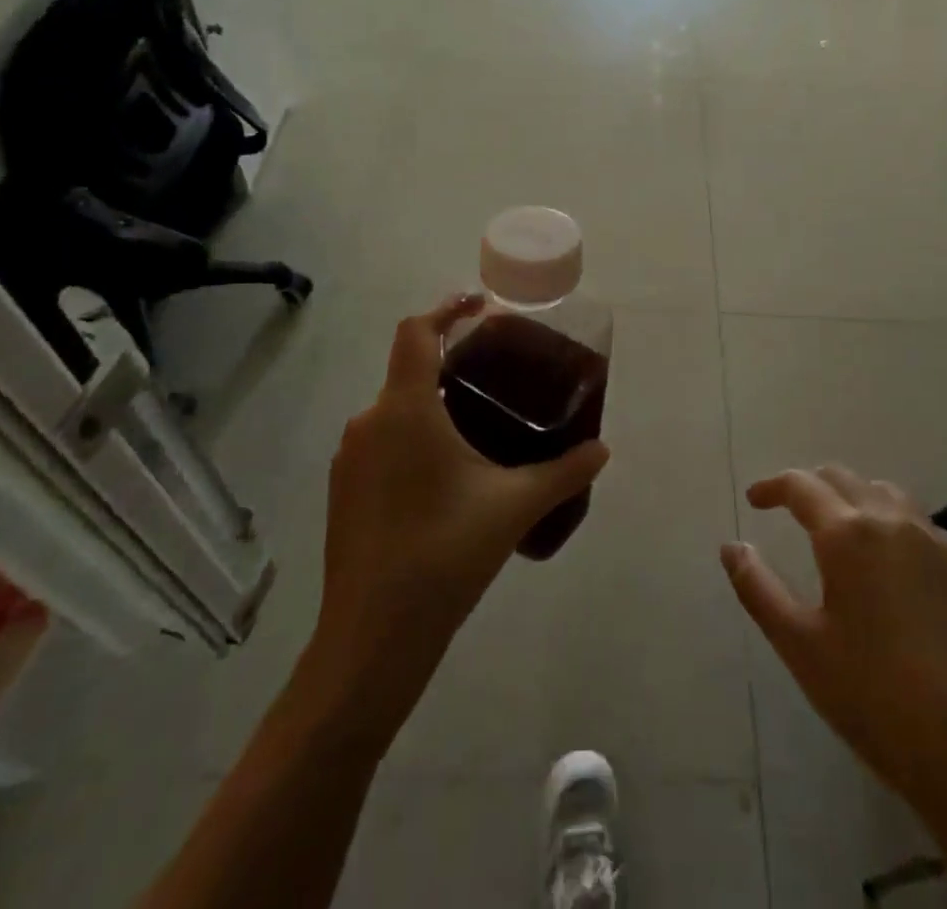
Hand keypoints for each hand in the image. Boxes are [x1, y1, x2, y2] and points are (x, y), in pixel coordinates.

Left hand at [298, 295, 609, 742]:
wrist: (370, 641)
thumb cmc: (444, 555)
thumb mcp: (514, 506)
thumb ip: (564, 471)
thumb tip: (603, 449)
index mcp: (405, 409)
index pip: (417, 332)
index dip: (447, 308)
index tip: (481, 306)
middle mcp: (369, 422)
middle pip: (408, 368)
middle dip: (450, 361)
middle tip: (497, 373)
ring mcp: (350, 460)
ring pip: (395, 409)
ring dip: (432, 402)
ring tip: (478, 421)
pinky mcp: (343, 492)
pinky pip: (383, 442)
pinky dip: (414, 436)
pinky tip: (447, 473)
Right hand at [721, 465, 946, 810]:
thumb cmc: (875, 698)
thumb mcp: (800, 646)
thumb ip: (759, 588)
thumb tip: (731, 547)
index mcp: (848, 533)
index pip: (802, 485)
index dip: (773, 486)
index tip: (755, 500)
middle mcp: (894, 521)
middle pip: (844, 479)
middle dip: (811, 486)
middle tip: (791, 511)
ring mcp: (939, 542)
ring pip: (887, 495)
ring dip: (855, 499)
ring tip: (842, 530)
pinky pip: (923, 526)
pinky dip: (894, 525)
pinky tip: (894, 566)